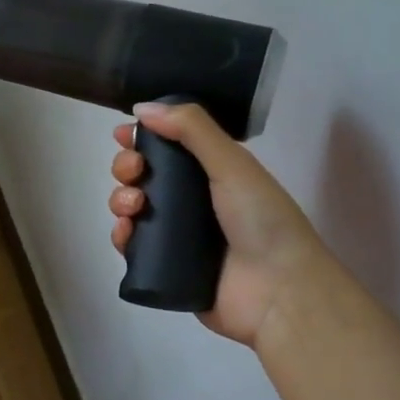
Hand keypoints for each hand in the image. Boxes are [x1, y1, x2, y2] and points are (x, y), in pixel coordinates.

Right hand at [108, 102, 332, 346]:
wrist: (278, 292)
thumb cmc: (261, 220)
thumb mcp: (232, 164)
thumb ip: (191, 129)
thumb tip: (142, 107)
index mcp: (212, 173)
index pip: (169, 146)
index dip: (144, 137)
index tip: (124, 134)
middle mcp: (193, 201)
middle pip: (145, 176)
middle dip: (128, 167)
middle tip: (133, 172)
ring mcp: (178, 236)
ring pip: (134, 209)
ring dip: (121, 199)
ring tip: (132, 207)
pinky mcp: (165, 268)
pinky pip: (132, 247)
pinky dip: (122, 236)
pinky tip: (125, 233)